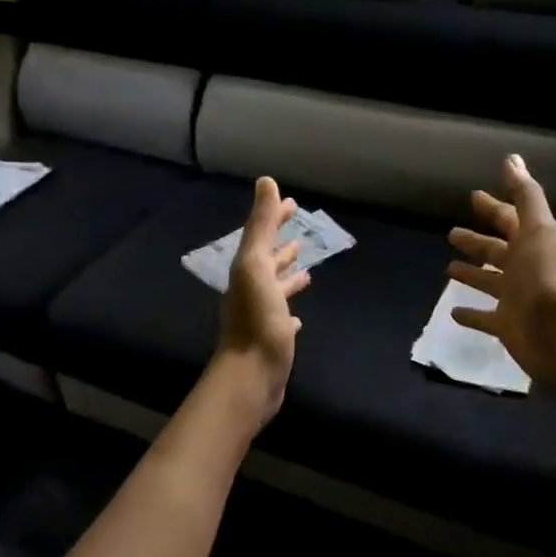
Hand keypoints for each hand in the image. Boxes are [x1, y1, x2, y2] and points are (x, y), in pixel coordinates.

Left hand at [214, 176, 310, 422]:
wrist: (251, 375)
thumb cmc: (256, 318)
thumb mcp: (256, 266)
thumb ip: (261, 226)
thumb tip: (266, 181)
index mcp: (248, 269)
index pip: (262, 235)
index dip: (275, 218)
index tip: (292, 203)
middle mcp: (252, 289)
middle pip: (268, 261)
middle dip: (282, 245)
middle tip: (301, 232)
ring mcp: (262, 315)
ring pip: (276, 289)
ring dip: (288, 276)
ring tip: (307, 270)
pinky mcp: (273, 338)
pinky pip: (283, 318)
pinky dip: (291, 310)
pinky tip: (301, 316)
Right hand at [447, 155, 555, 394]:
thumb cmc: (546, 277)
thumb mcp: (538, 229)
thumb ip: (525, 195)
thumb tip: (512, 158)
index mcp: (532, 243)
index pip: (509, 219)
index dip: (493, 207)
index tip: (473, 196)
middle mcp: (524, 268)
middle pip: (496, 250)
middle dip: (476, 241)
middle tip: (451, 233)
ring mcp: (515, 298)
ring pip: (488, 281)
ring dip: (471, 274)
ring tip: (448, 268)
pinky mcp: (506, 326)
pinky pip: (484, 318)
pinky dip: (470, 314)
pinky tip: (452, 312)